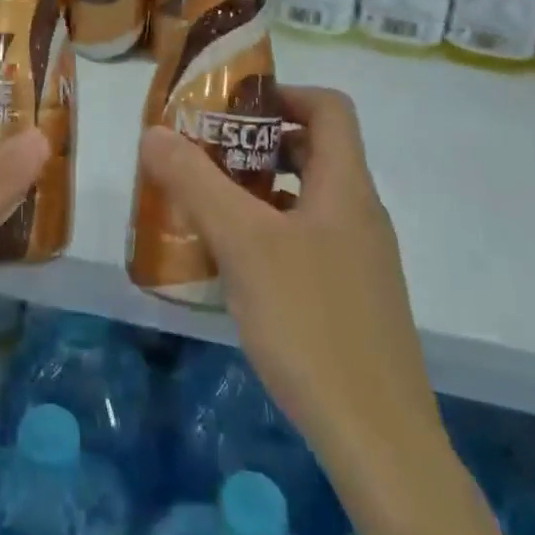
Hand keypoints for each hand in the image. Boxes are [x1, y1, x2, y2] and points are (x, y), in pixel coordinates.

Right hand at [137, 85, 508, 534]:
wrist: (379, 442)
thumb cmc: (310, 323)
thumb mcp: (242, 244)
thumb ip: (195, 182)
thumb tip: (154, 131)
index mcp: (346, 186)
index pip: (329, 107)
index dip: (284, 93)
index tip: (232, 109)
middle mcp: (360, 213)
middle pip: (314, 150)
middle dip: (257, 144)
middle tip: (205, 156)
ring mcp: (361, 259)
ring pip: (306, 199)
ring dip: (259, 191)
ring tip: (207, 206)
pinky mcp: (352, 299)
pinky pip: (308, 242)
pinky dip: (270, 235)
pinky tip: (233, 267)